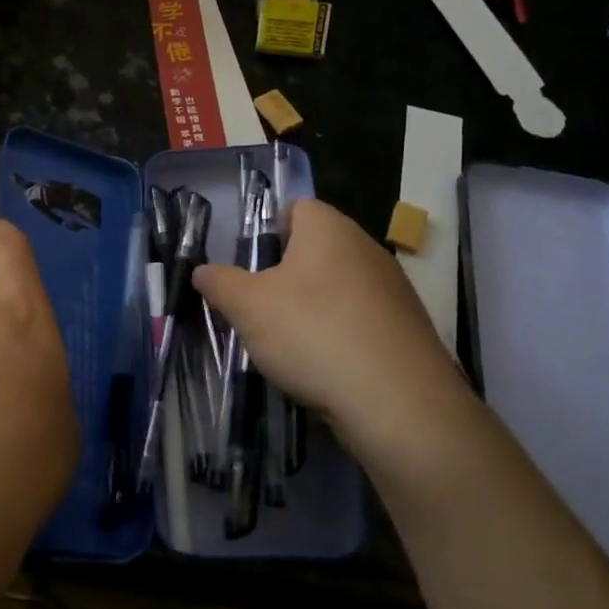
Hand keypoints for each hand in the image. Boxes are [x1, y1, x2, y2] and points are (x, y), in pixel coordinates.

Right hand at [193, 199, 487, 489]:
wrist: (395, 401)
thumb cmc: (311, 332)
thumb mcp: (246, 306)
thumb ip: (219, 283)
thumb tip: (202, 271)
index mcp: (329, 229)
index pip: (296, 208)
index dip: (267, 230)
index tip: (248, 265)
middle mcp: (366, 248)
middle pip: (316, 250)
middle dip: (284, 274)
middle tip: (258, 306)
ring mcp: (393, 289)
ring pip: (338, 287)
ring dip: (311, 307)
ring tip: (287, 343)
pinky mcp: (407, 329)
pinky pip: (360, 320)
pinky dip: (339, 335)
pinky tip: (323, 365)